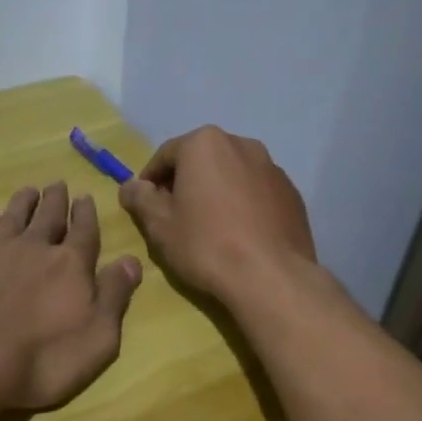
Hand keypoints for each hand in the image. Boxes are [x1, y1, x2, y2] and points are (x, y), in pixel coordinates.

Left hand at [0, 182, 142, 411]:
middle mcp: (36, 247)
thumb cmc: (42, 359)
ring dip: (24, 201)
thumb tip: (131, 261)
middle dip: (56, 199)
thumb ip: (115, 296)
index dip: (85, 213)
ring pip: (14, 215)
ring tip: (29, 191)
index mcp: (71, 264)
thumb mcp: (97, 339)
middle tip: (58, 184)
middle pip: (49, 215)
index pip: (84, 230)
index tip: (84, 197)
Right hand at [119, 126, 317, 305]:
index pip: (166, 155)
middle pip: (202, 160)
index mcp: (205, 143)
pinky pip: (256, 191)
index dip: (151, 180)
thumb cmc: (206, 245)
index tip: (145, 205)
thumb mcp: (159, 225)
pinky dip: (243, 203)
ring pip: (231, 174)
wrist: (271, 277)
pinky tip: (239, 234)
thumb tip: (130, 186)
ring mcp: (271, 167)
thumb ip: (140, 199)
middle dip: (185, 182)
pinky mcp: (291, 193)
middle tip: (175, 215)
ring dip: (216, 191)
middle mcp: (241, 144)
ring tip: (209, 226)